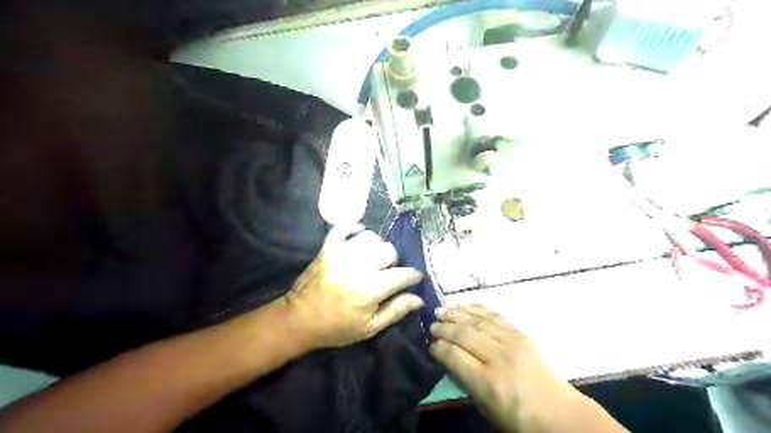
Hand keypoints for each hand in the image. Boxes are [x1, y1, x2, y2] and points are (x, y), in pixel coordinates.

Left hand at [286, 228, 424, 350]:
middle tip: (387, 272)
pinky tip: (359, 237)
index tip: (414, 278)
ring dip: (376, 246)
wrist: (299, 320)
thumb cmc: (337, 328)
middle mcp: (358, 266)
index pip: (403, 274)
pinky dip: (355, 228)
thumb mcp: (370, 328)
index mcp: (370, 289)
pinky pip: (345, 227)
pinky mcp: (328, 247)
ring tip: (372, 258)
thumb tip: (419, 299)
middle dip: (394, 262)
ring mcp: (341, 253)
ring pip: (371, 237)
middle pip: (389, 250)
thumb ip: (396, 311)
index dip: (413, 276)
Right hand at [429, 306, 584, 431]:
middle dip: (444, 328)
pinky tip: (464, 305)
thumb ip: (465, 380)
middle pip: (463, 334)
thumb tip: (449, 357)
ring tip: (441, 309)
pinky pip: (494, 316)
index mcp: (487, 382)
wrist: (560, 414)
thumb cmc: (519, 419)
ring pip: (477, 321)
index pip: (453, 355)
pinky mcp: (521, 334)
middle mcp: (498, 357)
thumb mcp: (485, 408)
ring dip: (456, 313)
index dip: (438, 347)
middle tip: (432, 325)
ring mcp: (512, 342)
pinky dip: (476, 309)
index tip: (431, 344)